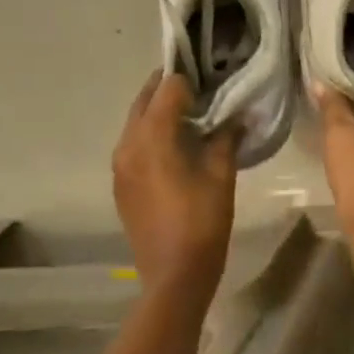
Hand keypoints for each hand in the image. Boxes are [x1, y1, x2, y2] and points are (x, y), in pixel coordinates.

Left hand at [112, 72, 237, 306]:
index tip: (213, 77)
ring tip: (193, 113)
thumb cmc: (202, 222)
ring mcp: (120, 165)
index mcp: (152, 136)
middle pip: (145, 99)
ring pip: (136, 121)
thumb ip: (225, 136)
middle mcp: (128, 143)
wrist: (173, 276)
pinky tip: (177, 145)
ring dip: (159, 110)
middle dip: (169, 88)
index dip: (191, 78)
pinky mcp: (121, 183)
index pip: (168, 87)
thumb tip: (234, 115)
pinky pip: (134, 143)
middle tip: (202, 87)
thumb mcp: (221, 174)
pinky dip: (152, 133)